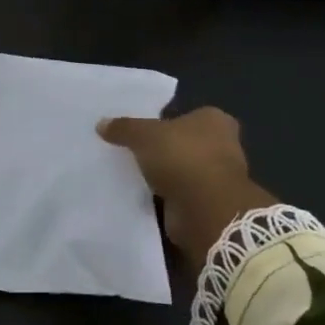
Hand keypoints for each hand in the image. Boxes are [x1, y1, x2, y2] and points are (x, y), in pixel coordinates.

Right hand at [97, 107, 277, 267]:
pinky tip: (145, 194)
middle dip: (164, 148)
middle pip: (185, 142)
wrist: (206, 210)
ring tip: (135, 172)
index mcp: (214, 120)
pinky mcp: (211, 202)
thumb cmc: (181, 158)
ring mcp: (219, 176)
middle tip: (134, 149)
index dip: (164, 120)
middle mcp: (223, 144)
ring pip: (184, 168)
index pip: (186, 114)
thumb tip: (101, 124)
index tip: (142, 129)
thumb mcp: (143, 135)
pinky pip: (182, 192)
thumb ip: (124, 128)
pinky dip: (168, 194)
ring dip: (166, 173)